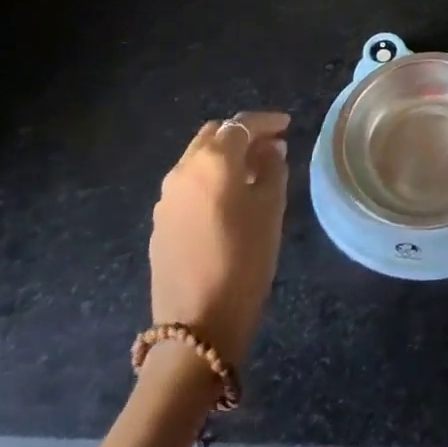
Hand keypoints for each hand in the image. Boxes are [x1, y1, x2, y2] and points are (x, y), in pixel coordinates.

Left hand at [149, 111, 290, 363]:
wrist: (196, 324)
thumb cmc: (244, 260)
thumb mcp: (271, 210)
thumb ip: (273, 169)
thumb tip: (270, 149)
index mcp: (213, 160)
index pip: (241, 124)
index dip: (267, 121)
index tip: (287, 126)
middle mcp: (184, 169)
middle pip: (214, 135)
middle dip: (242, 135)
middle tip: (271, 147)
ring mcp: (167, 196)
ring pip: (198, 158)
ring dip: (224, 156)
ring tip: (252, 173)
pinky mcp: (160, 222)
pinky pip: (188, 183)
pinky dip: (209, 178)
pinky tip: (227, 200)